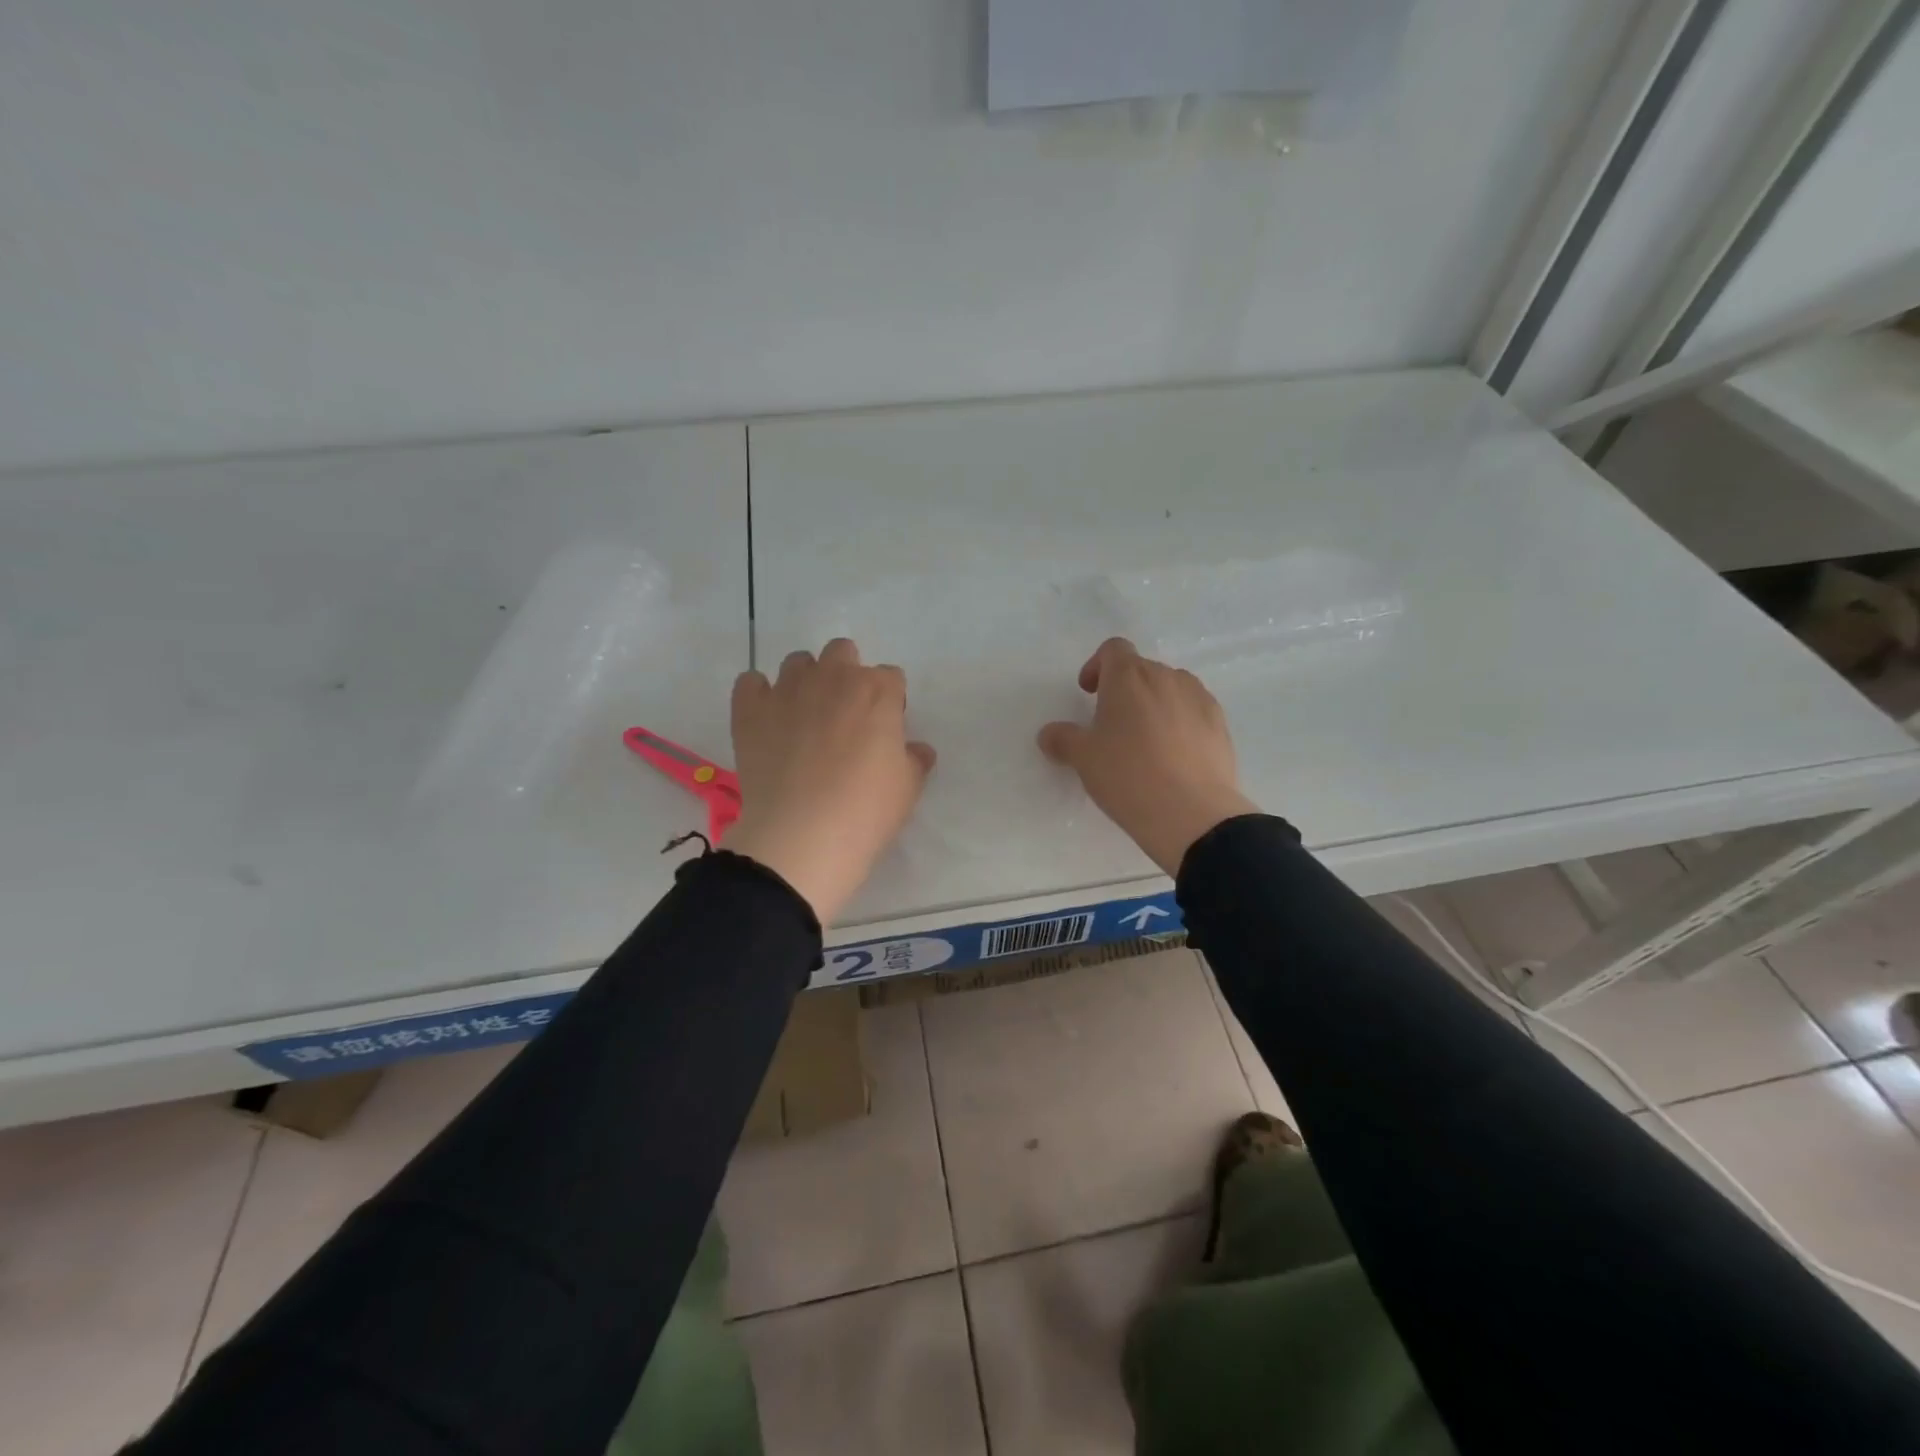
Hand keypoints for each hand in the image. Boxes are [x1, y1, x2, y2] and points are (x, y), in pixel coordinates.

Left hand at [726, 638, 935, 923]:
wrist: (802, 836)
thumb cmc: (866, 811)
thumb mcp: (907, 788)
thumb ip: (914, 759)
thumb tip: (916, 749)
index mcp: (877, 691)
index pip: (891, 678)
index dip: (889, 702)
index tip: (884, 731)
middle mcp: (833, 677)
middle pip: (843, 652)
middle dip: (847, 674)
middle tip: (845, 717)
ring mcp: (788, 690)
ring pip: (798, 662)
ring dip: (805, 681)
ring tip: (804, 719)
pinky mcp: (750, 709)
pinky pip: (750, 682)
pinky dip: (759, 695)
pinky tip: (767, 721)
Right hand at [1038, 637, 1256, 876]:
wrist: (1191, 812)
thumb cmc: (1127, 775)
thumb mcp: (1083, 758)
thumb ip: (1062, 739)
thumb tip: (1049, 734)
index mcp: (1129, 676)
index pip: (1113, 649)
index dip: (1097, 666)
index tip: (1089, 693)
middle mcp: (1166, 677)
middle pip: (1141, 669)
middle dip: (1124, 689)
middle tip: (1112, 723)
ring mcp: (1199, 698)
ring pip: (1171, 688)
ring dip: (1154, 703)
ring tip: (1145, 739)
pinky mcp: (1220, 723)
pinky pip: (1193, 710)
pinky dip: (1180, 721)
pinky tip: (1173, 755)